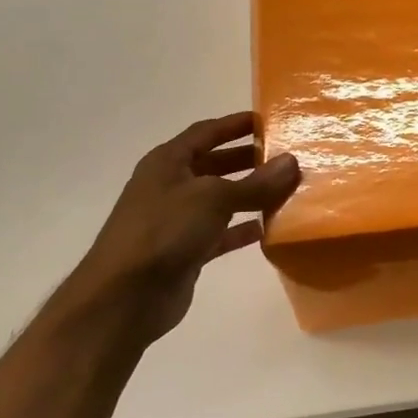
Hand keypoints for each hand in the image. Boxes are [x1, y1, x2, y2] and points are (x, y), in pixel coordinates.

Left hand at [53, 112, 298, 348]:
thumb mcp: (214, 199)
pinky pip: (220, 232)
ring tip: (286, 190)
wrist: (125, 297)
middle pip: (214, 164)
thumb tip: (292, 162)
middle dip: (247, 159)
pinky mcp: (185, 251)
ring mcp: (176, 220)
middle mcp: (171, 186)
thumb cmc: (165, 231)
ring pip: (220, 200)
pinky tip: (267, 229)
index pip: (206, 132)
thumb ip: (255, 183)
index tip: (269, 120)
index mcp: (168, 162)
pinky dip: (241, 229)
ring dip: (249, 195)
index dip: (236, 124)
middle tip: (286, 157)